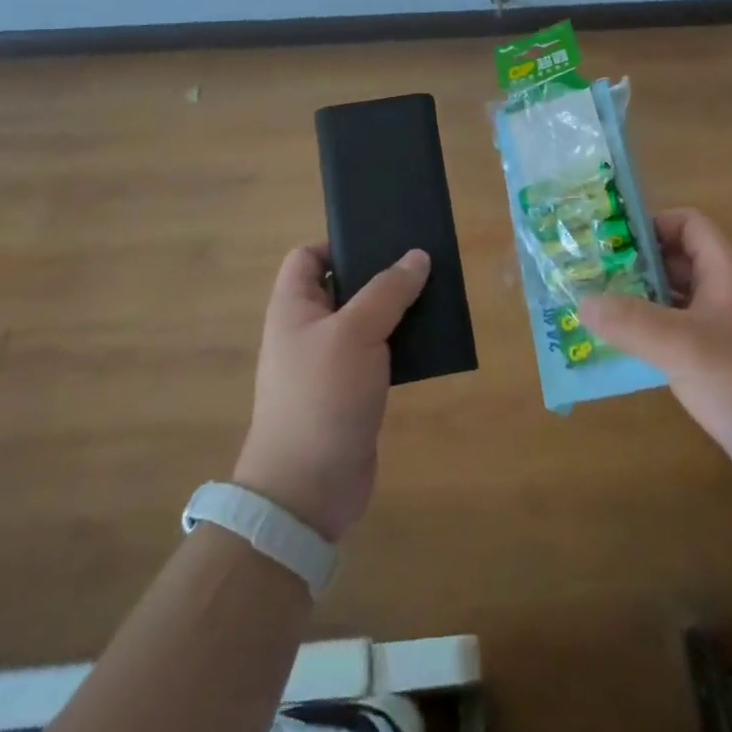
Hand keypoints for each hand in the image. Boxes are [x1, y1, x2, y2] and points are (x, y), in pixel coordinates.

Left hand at [233, 245, 429, 541]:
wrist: (308, 489)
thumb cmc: (322, 396)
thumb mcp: (356, 332)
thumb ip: (388, 290)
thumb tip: (417, 256)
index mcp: (294, 307)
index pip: (308, 257)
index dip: (339, 243)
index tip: (382, 242)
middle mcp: (308, 330)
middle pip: (344, 286)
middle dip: (382, 275)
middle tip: (424, 264)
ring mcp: (330, 363)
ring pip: (367, 322)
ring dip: (398, 311)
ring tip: (437, 296)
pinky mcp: (352, 393)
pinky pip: (379, 355)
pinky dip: (402, 346)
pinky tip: (432, 341)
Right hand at [577, 208, 731, 515]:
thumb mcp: (684, 346)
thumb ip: (631, 322)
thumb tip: (581, 300)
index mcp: (726, 272)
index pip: (688, 225)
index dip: (651, 225)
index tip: (608, 243)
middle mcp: (725, 295)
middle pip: (676, 262)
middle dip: (633, 266)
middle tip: (587, 277)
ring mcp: (725, 334)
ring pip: (674, 303)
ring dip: (637, 304)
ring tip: (591, 312)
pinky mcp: (720, 370)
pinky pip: (677, 341)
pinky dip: (648, 340)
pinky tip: (618, 355)